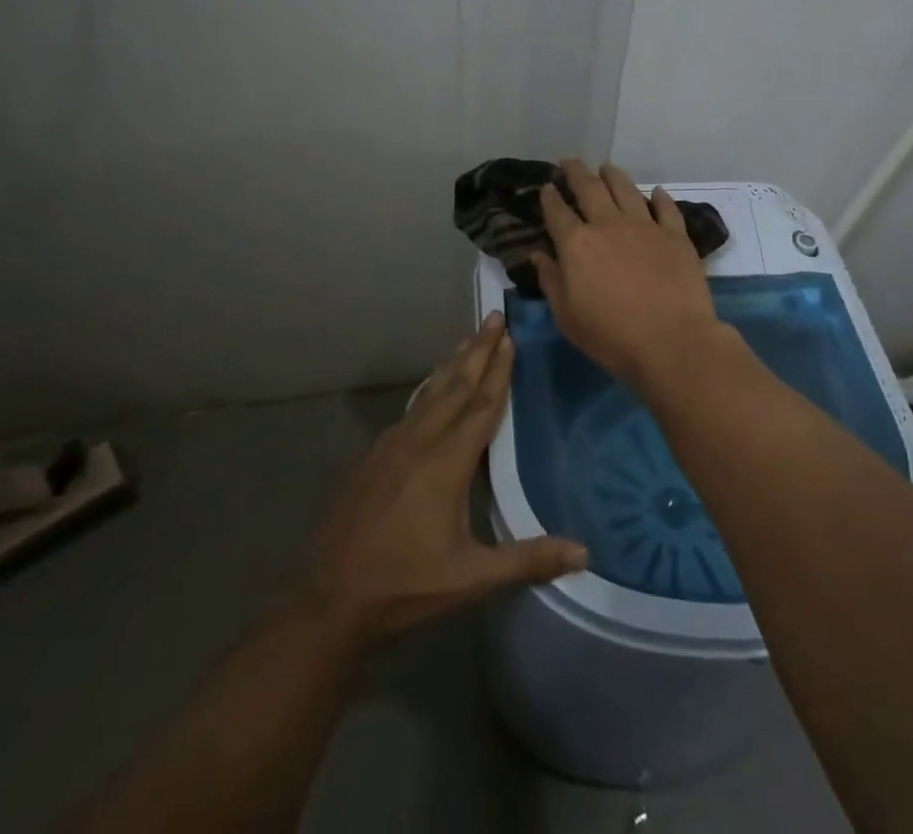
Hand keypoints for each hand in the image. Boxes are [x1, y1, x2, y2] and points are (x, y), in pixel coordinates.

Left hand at [291, 314, 587, 643]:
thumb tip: (585, 553)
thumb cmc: (404, 585)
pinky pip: (411, 408)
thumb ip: (527, 560)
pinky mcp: (374, 454)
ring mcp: (392, 444)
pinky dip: (430, 388)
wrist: (328, 595)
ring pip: (430, 392)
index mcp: (446, 462)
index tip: (510, 336)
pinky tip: (433, 389)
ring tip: (468, 339)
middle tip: (494, 317)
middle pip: (456, 385)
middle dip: (478, 349)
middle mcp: (419, 441)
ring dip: (453, 364)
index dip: (499, 369)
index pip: (481, 404)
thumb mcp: (470, 578)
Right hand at [533, 159, 730, 390]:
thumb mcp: (567, 316)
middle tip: (570, 162)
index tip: (547, 187)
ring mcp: (645, 226)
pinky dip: (659, 197)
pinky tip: (655, 192)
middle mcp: (608, 225)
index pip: (557, 212)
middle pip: (589, 188)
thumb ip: (551, 281)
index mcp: (577, 244)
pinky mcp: (675, 235)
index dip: (549, 197)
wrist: (672, 342)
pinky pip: (666, 207)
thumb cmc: (611, 336)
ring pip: (626, 188)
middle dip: (576, 171)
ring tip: (606, 168)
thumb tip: (539, 254)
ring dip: (613, 175)